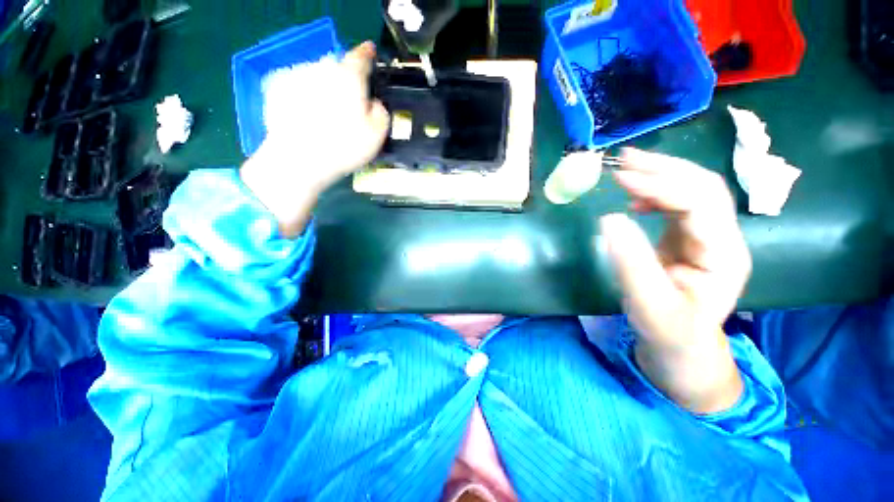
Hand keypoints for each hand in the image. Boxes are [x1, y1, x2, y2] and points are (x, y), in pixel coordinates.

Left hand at [241, 41, 389, 236]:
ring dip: (323, 86)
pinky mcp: (278, 87)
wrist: (299, 159)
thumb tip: (374, 103)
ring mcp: (298, 75)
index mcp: (349, 78)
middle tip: (346, 103)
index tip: (369, 51)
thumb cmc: (344, 147)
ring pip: (316, 74)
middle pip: (336, 66)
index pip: (361, 57)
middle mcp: (322, 68)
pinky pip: (298, 85)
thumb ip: (381, 112)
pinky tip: (305, 115)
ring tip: (324, 114)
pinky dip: (304, 94)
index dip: (367, 53)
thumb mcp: (377, 135)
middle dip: (343, 78)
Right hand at [600, 148, 749, 412]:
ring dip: (659, 173)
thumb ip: (631, 263)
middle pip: (703, 186)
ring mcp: (707, 235)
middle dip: (663, 167)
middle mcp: (722, 238)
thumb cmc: (669, 330)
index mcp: (722, 256)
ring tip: (626, 167)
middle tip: (623, 158)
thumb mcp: (648, 304)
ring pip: (692, 189)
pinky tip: (634, 197)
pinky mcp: (689, 237)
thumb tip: (609, 219)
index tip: (621, 178)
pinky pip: (678, 203)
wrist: (682, 344)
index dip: (661, 186)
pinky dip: (655, 192)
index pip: (699, 204)